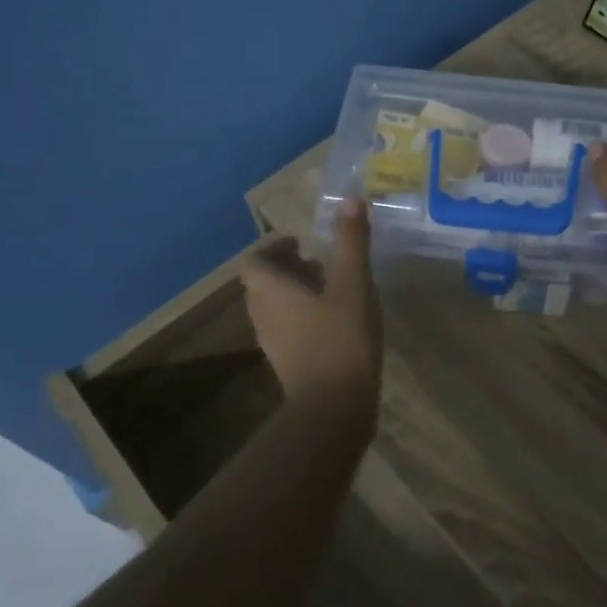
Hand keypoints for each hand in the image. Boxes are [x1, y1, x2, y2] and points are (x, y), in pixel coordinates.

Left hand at [242, 198, 381, 412]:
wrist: (334, 407)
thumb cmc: (341, 338)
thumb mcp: (353, 283)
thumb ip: (351, 241)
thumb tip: (351, 199)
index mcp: (272, 291)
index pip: (253, 261)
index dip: (273, 248)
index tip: (300, 243)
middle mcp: (264, 314)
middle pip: (262, 283)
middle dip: (286, 268)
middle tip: (318, 261)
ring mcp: (273, 343)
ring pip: (274, 308)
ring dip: (295, 293)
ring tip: (329, 287)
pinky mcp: (288, 364)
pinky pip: (287, 329)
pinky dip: (302, 316)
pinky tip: (334, 320)